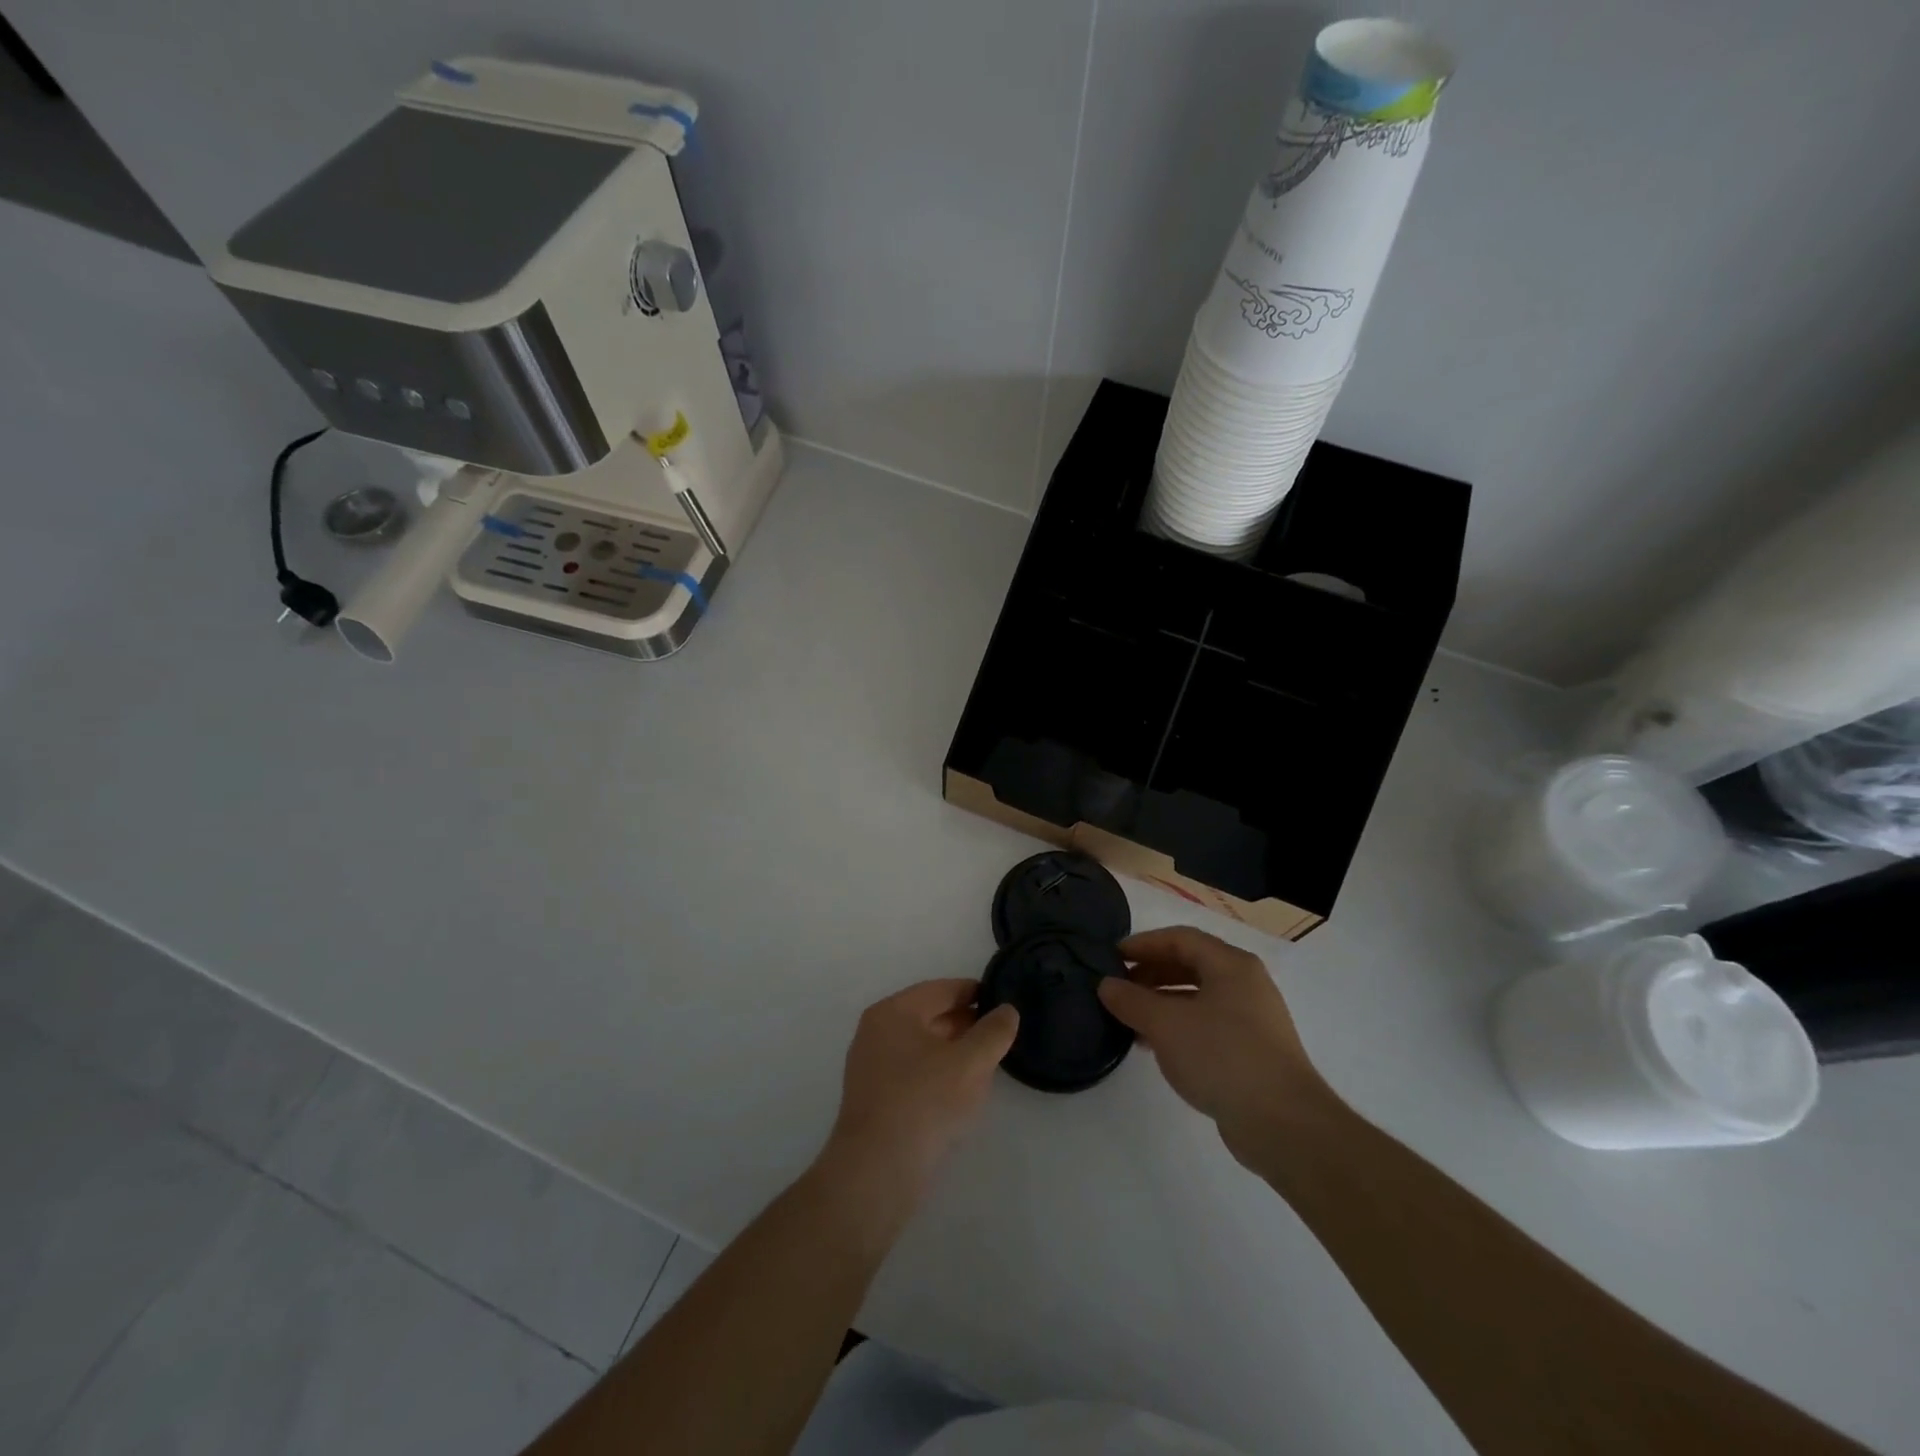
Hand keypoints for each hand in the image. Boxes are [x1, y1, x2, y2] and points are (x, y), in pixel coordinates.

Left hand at [825, 979, 1018, 1201]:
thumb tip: (1007, 1010)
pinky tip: (962, 1092)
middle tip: (1001, 1034)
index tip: (1004, 1001)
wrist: (877, 1171)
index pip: (941, 990)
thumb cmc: (924, 1102)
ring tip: (988, 1062)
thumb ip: (993, 1032)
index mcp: (893, 1012)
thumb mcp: (969, 1063)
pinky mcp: (875, 1099)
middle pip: (930, 1016)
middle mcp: (877, 1032)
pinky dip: (939, 1074)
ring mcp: (872, 1066)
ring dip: (954, 1051)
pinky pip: (914, 1073)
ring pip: (923, 1047)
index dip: (975, 993)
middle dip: (966, 1024)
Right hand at [1098, 927, 1328, 1163]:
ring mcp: (1252, 1019)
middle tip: (1118, 986)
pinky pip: (1207, 1025)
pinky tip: (1155, 1046)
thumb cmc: (1222, 1056)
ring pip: (1198, 997)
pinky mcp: (1252, 1051)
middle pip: (1191, 964)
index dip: (1143, 944)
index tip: (1112, 957)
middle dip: (1151, 972)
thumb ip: (1132, 1000)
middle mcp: (1245, 984)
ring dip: (1162, 1002)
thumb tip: (1106, 985)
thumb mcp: (1166, 1024)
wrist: (1283, 1123)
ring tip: (1130, 1017)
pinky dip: (1179, 1026)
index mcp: (1231, 965)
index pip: (1180, 938)